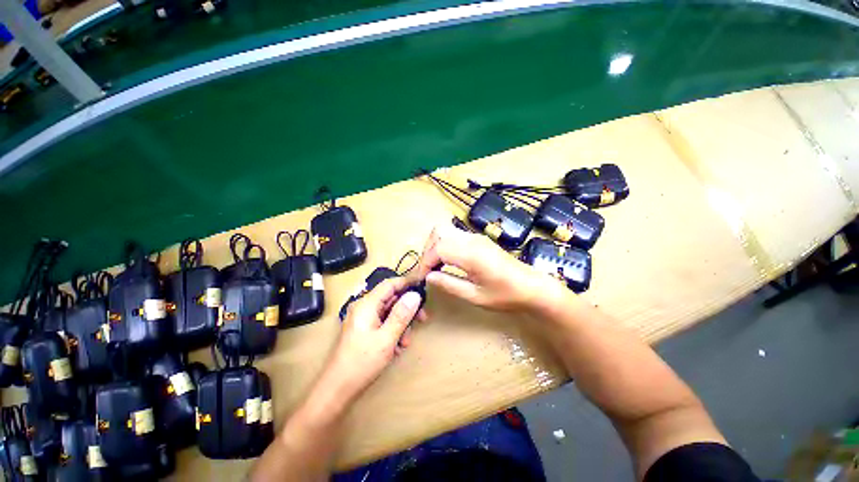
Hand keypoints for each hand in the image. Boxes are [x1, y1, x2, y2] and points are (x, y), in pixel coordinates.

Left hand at [321, 277, 426, 403]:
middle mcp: (364, 307)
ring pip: (389, 312)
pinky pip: (383, 322)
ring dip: (401, 323)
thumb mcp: (386, 339)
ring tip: (405, 342)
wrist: (336, 390)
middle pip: (391, 298)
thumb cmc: (361, 363)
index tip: (423, 285)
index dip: (407, 282)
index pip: (390, 284)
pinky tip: (397, 347)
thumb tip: (415, 295)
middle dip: (407, 308)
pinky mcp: (364, 329)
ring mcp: (363, 319)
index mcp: (366, 305)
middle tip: (422, 318)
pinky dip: (393, 331)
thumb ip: (401, 315)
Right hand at [415, 223, 565, 312]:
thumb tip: (428, 277)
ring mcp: (476, 237)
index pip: (437, 248)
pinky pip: (454, 235)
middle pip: (438, 233)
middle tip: (427, 271)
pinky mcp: (479, 239)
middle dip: (427, 251)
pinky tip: (448, 261)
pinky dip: (444, 245)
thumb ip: (450, 284)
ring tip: (435, 266)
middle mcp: (472, 240)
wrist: (532, 286)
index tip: (421, 278)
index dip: (425, 262)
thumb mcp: (476, 296)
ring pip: (445, 231)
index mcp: (471, 254)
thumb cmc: (507, 295)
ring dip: (435, 246)